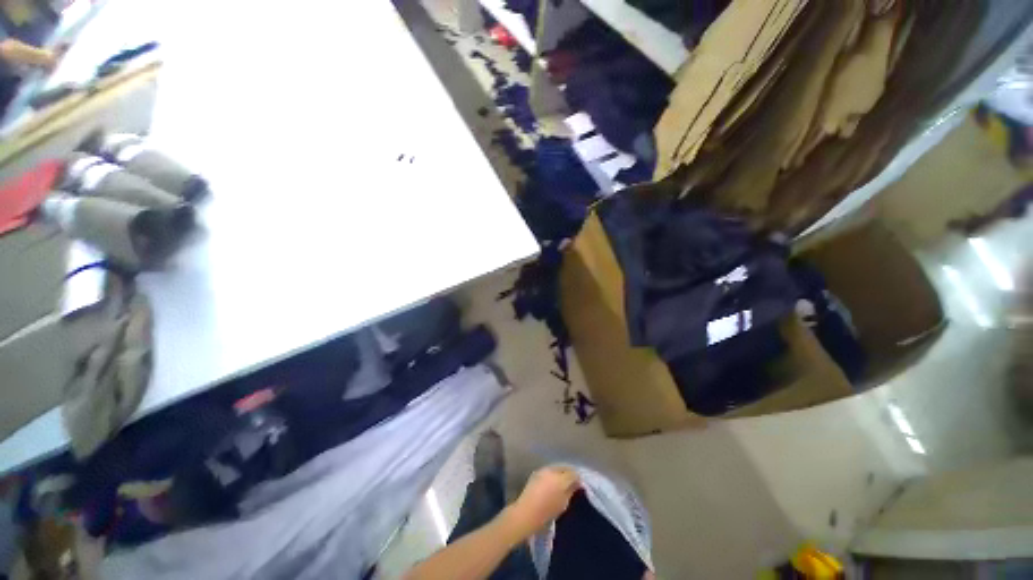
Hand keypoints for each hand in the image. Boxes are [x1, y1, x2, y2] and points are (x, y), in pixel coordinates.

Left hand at [506, 466, 579, 535]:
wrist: (526, 513)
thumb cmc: (547, 512)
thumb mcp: (563, 504)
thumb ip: (571, 491)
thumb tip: (577, 483)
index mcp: (561, 479)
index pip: (573, 473)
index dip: (578, 477)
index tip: (580, 483)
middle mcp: (552, 470)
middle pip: (564, 467)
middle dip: (569, 472)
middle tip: (573, 481)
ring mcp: (543, 470)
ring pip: (556, 467)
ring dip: (561, 472)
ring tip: (563, 481)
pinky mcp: (536, 472)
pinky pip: (548, 470)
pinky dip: (553, 474)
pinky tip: (553, 481)